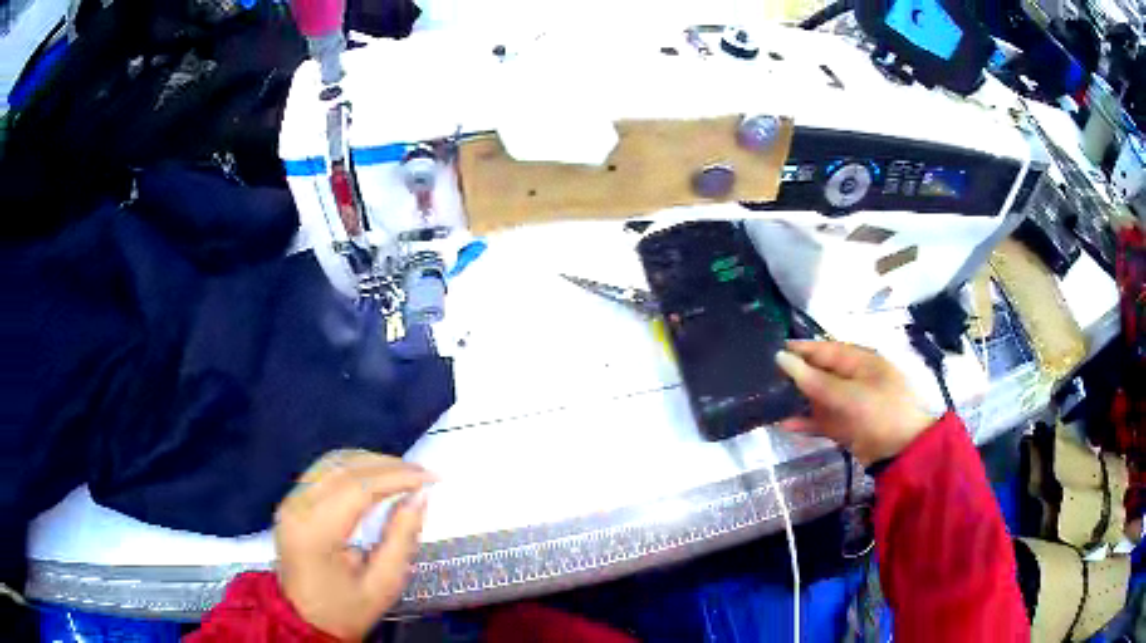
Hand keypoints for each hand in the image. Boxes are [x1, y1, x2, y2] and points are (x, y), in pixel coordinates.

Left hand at [274, 450, 435, 640]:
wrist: (304, 621)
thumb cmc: (347, 609)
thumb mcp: (383, 584)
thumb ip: (402, 538)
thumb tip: (420, 497)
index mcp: (316, 532)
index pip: (358, 488)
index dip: (397, 477)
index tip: (431, 478)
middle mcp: (297, 506)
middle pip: (344, 468)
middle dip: (388, 465)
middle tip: (422, 474)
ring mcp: (290, 501)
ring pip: (333, 462)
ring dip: (371, 462)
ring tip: (404, 474)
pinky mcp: (291, 501)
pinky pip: (324, 470)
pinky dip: (353, 466)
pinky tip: (375, 476)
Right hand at [775, 341, 935, 465]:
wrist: (902, 453)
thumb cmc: (880, 413)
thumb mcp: (847, 395)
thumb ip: (814, 380)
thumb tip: (781, 358)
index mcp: (859, 361)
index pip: (824, 349)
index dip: (800, 349)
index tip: (771, 350)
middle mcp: (853, 379)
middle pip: (820, 373)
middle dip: (796, 375)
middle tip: (764, 377)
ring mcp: (851, 404)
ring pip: (819, 398)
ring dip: (798, 400)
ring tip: (769, 400)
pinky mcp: (847, 427)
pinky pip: (822, 420)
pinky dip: (806, 422)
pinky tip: (784, 425)